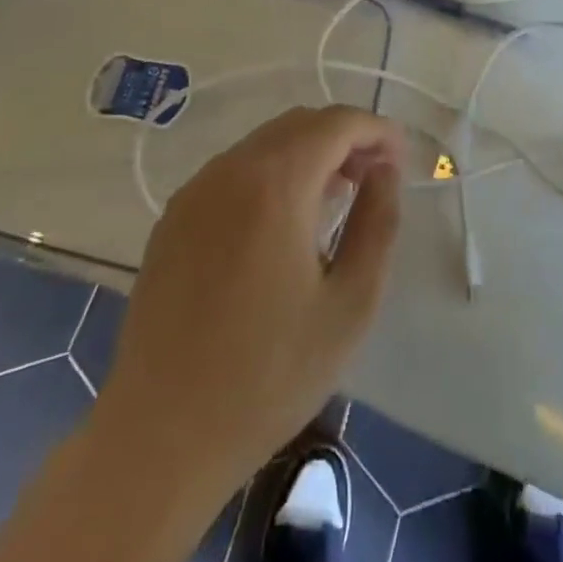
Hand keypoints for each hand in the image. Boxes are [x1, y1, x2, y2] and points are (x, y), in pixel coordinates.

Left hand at [94, 105, 404, 506]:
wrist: (161, 438)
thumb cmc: (269, 376)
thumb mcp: (350, 304)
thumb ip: (378, 223)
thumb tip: (385, 172)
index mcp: (276, 184)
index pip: (337, 123)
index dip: (377, 131)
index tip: (401, 159)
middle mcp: (230, 170)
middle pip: (300, 124)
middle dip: (345, 139)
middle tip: (374, 179)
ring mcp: (195, 191)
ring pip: (265, 144)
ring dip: (308, 154)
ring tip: (335, 199)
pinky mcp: (173, 218)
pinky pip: (234, 171)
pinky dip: (271, 174)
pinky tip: (282, 223)